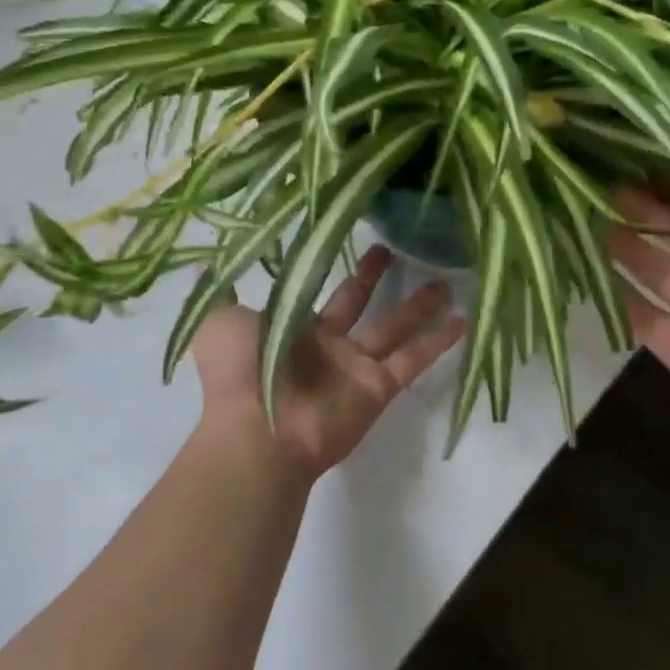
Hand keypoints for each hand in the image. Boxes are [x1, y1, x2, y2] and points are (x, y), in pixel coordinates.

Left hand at [189, 245, 465, 477]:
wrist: (257, 433)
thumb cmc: (237, 373)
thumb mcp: (218, 323)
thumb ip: (221, 292)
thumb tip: (206, 259)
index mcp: (294, 328)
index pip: (318, 288)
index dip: (327, 265)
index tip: (345, 237)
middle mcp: (328, 345)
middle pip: (361, 303)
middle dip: (375, 277)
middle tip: (398, 247)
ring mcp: (356, 368)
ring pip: (395, 328)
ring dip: (420, 306)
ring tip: (448, 281)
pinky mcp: (379, 388)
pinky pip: (414, 359)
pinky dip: (439, 342)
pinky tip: (463, 320)